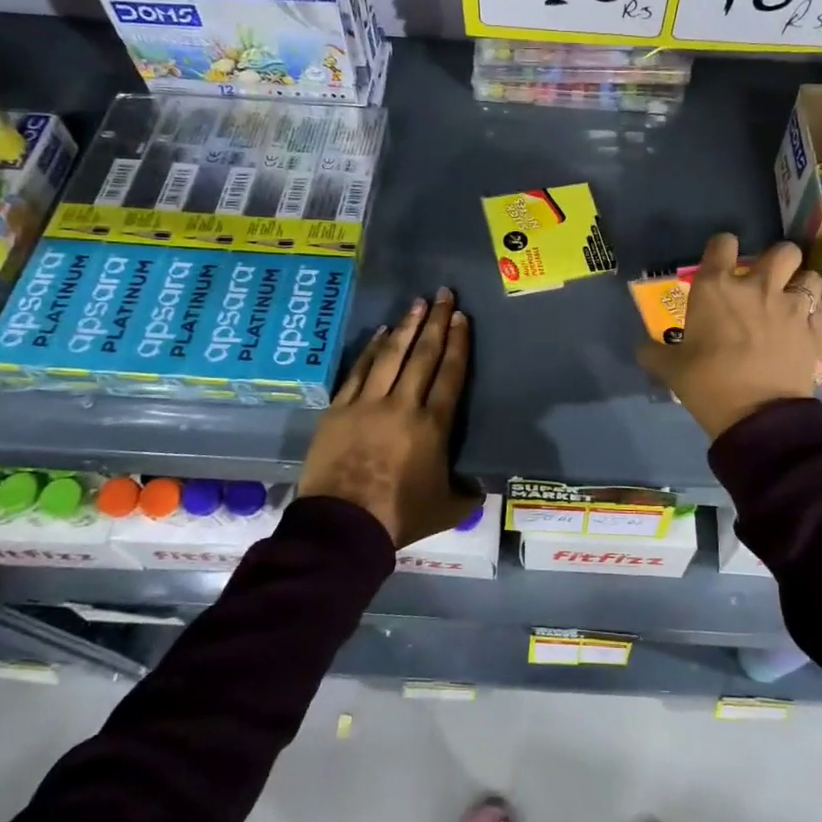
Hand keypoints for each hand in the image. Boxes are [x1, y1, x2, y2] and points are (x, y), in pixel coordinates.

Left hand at [300, 288, 475, 547]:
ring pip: (391, 356)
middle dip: (436, 322)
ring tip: (416, 303)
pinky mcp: (338, 410)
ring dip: (405, 327)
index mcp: (433, 426)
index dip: (458, 344)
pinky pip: (358, 372)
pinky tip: (380, 333)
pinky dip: (371, 350)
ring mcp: (367, 404)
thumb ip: (468, 492)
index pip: (450, 374)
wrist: (342, 527)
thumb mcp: (447, 509)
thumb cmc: (399, 517)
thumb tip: (482, 483)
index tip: (461, 318)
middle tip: (444, 294)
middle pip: (423, 355)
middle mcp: (402, 405)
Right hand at [635, 233, 821, 438]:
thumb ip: (654, 353)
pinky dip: (817, 312)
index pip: (723, 243)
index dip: (722, 248)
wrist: (759, 417)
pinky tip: (808, 325)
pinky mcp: (816, 329)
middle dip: (777, 260)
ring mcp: (792, 306)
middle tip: (768, 280)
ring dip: (802, 283)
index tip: (721, 262)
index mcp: (716, 287)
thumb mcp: (671, 370)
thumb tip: (642, 348)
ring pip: (810, 274)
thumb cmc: (708, 384)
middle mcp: (757, 286)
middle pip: (782, 250)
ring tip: (794, 299)